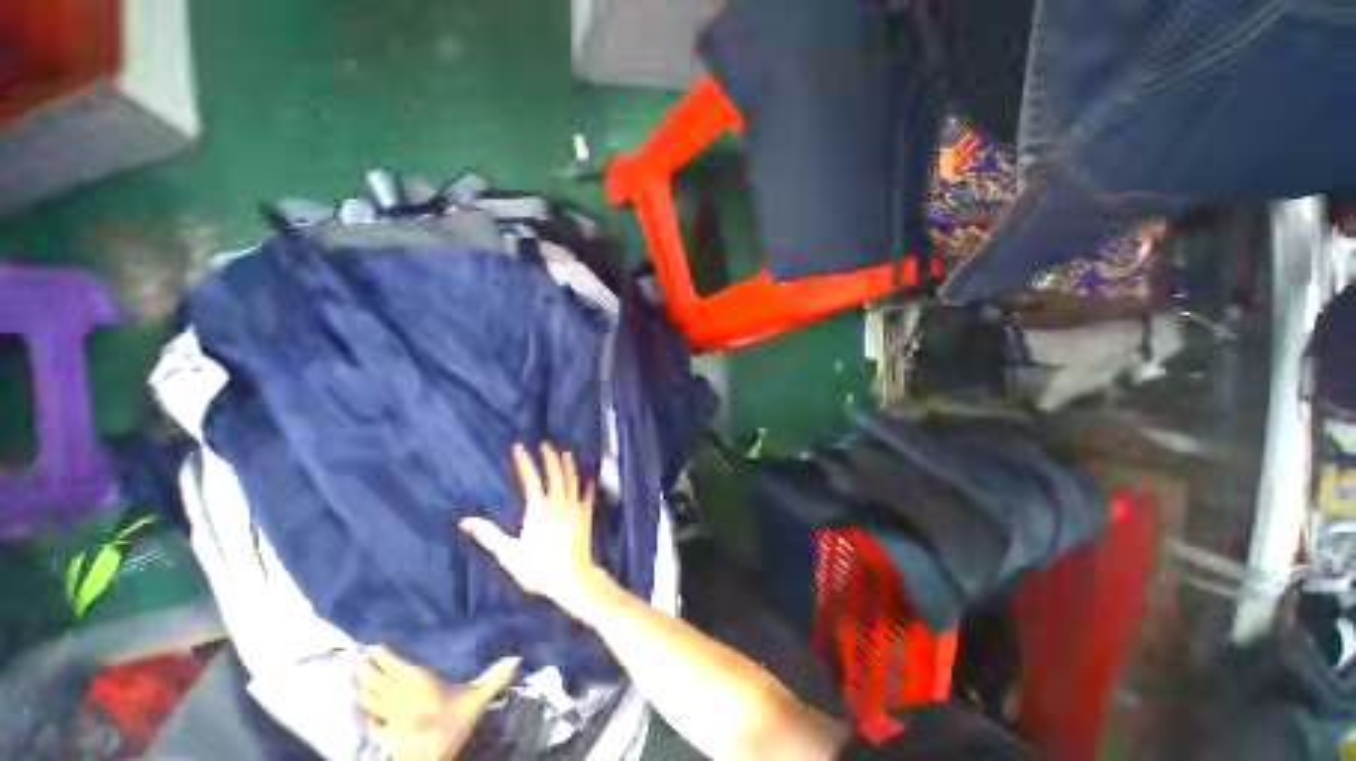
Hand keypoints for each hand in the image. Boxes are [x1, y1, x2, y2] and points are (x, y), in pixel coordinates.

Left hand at [358, 644, 518, 760]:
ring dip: (360, 685)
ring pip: (369, 697)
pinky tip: (362, 712)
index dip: (381, 654)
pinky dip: (365, 714)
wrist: (432, 759)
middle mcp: (399, 695)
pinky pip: (371, 721)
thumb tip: (516, 658)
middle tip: (353, 651)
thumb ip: (492, 678)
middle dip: (364, 666)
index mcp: (418, 682)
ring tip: (353, 673)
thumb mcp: (476, 700)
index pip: (395, 664)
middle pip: (376, 679)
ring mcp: (389, 716)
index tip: (368, 643)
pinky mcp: (386, 734)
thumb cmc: (454, 725)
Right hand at [460, 442, 607, 619]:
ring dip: (568, 465)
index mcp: (539, 509)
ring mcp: (575, 507)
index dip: (524, 461)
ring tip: (566, 452)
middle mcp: (558, 502)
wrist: (572, 579)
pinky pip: (589, 494)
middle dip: (549, 456)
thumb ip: (489, 535)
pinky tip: (590, 476)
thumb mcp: (509, 554)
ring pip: (572, 479)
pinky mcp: (586, 515)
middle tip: (545, 444)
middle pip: (555, 473)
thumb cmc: (538, 568)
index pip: (530, 478)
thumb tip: (465, 522)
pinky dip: (589, 483)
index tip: (518, 446)